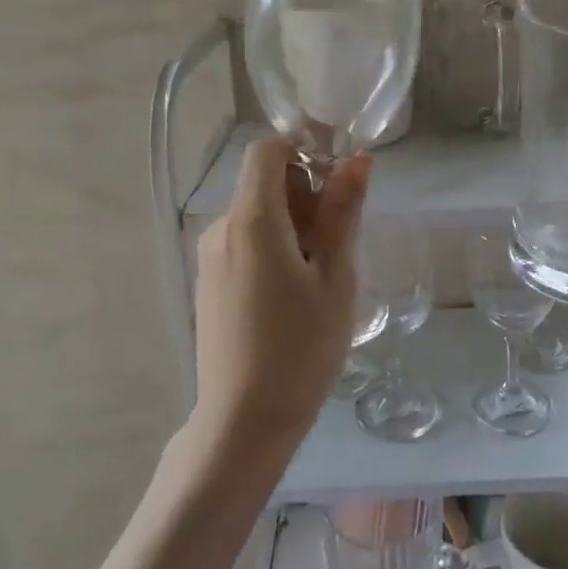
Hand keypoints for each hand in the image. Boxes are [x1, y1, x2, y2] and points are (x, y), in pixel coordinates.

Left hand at [192, 138, 370, 455]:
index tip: (340, 171)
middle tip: (341, 237)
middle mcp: (221, 228)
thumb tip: (358, 160)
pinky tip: (296, 291)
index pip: (267, 150)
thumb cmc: (301, 347)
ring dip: (294, 222)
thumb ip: (343, 212)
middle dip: (306, 192)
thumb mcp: (335, 276)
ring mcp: (210, 257)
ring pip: (257, 214)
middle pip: (264, 182)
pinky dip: (275, 244)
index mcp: (251, 220)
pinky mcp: (209, 282)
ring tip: (323, 272)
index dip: (303, 146)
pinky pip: (245, 242)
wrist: (243, 422)